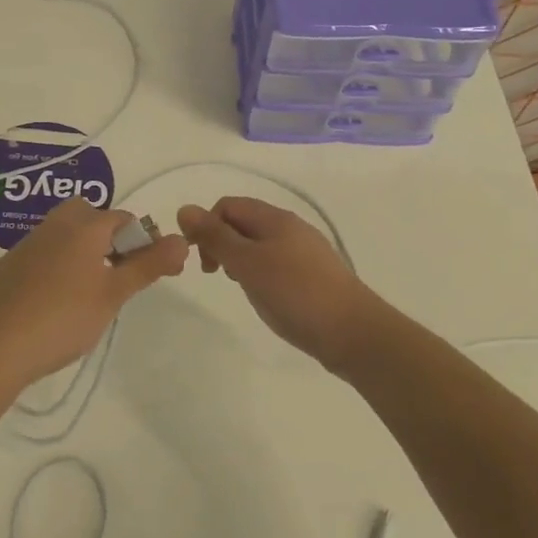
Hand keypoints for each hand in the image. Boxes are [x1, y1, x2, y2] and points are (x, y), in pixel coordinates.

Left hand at [0, 199, 188, 391]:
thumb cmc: (63, 318)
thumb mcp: (113, 294)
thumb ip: (148, 265)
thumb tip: (182, 240)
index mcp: (83, 226)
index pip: (124, 218)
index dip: (144, 241)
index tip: (154, 272)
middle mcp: (55, 225)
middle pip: (90, 216)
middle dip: (109, 236)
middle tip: (118, 274)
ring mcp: (28, 243)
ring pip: (65, 232)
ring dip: (84, 249)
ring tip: (92, 289)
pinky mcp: (10, 264)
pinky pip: (45, 251)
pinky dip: (59, 263)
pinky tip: (59, 299)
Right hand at [177, 197, 382, 369]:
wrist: (353, 332)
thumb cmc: (295, 293)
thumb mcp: (247, 263)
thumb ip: (215, 237)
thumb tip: (184, 209)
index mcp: (274, 218)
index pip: (227, 205)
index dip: (207, 226)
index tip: (201, 259)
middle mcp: (290, 227)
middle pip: (243, 222)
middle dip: (221, 242)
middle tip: (216, 274)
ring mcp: (304, 251)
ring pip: (259, 244)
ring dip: (239, 259)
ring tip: (240, 286)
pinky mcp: (312, 275)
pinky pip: (275, 262)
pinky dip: (259, 272)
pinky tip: (264, 295)